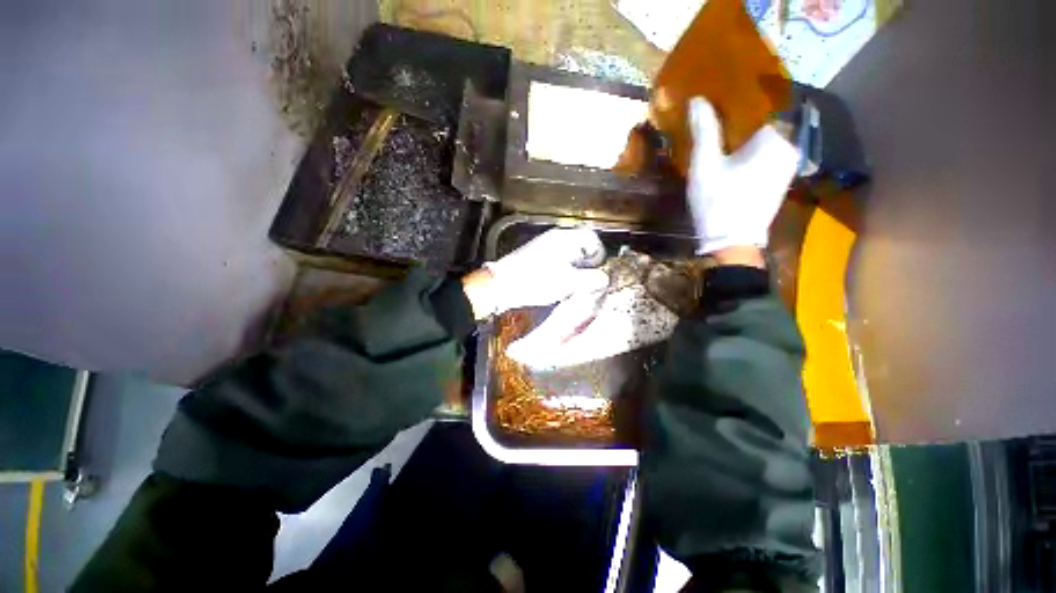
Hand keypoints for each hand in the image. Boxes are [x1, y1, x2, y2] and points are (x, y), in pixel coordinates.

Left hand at [462, 228, 608, 319]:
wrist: (502, 285)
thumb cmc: (538, 281)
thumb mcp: (570, 282)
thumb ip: (592, 279)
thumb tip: (605, 278)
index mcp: (566, 238)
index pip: (593, 239)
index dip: (598, 256)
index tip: (595, 273)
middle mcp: (556, 238)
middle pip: (582, 248)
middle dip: (587, 265)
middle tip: (583, 282)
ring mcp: (545, 246)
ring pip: (570, 256)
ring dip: (575, 270)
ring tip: (570, 286)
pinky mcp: (537, 257)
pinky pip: (558, 261)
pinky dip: (562, 272)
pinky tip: (557, 285)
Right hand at [686, 97, 798, 256]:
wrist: (732, 243)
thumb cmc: (718, 202)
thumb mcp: (705, 165)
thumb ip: (704, 130)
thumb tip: (698, 99)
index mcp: (776, 138)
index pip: (769, 100)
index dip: (748, 92)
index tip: (728, 88)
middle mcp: (790, 146)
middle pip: (769, 118)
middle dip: (746, 112)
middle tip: (720, 106)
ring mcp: (788, 164)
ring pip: (769, 136)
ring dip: (749, 130)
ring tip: (724, 125)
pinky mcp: (780, 179)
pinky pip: (768, 151)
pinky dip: (753, 146)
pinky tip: (734, 150)